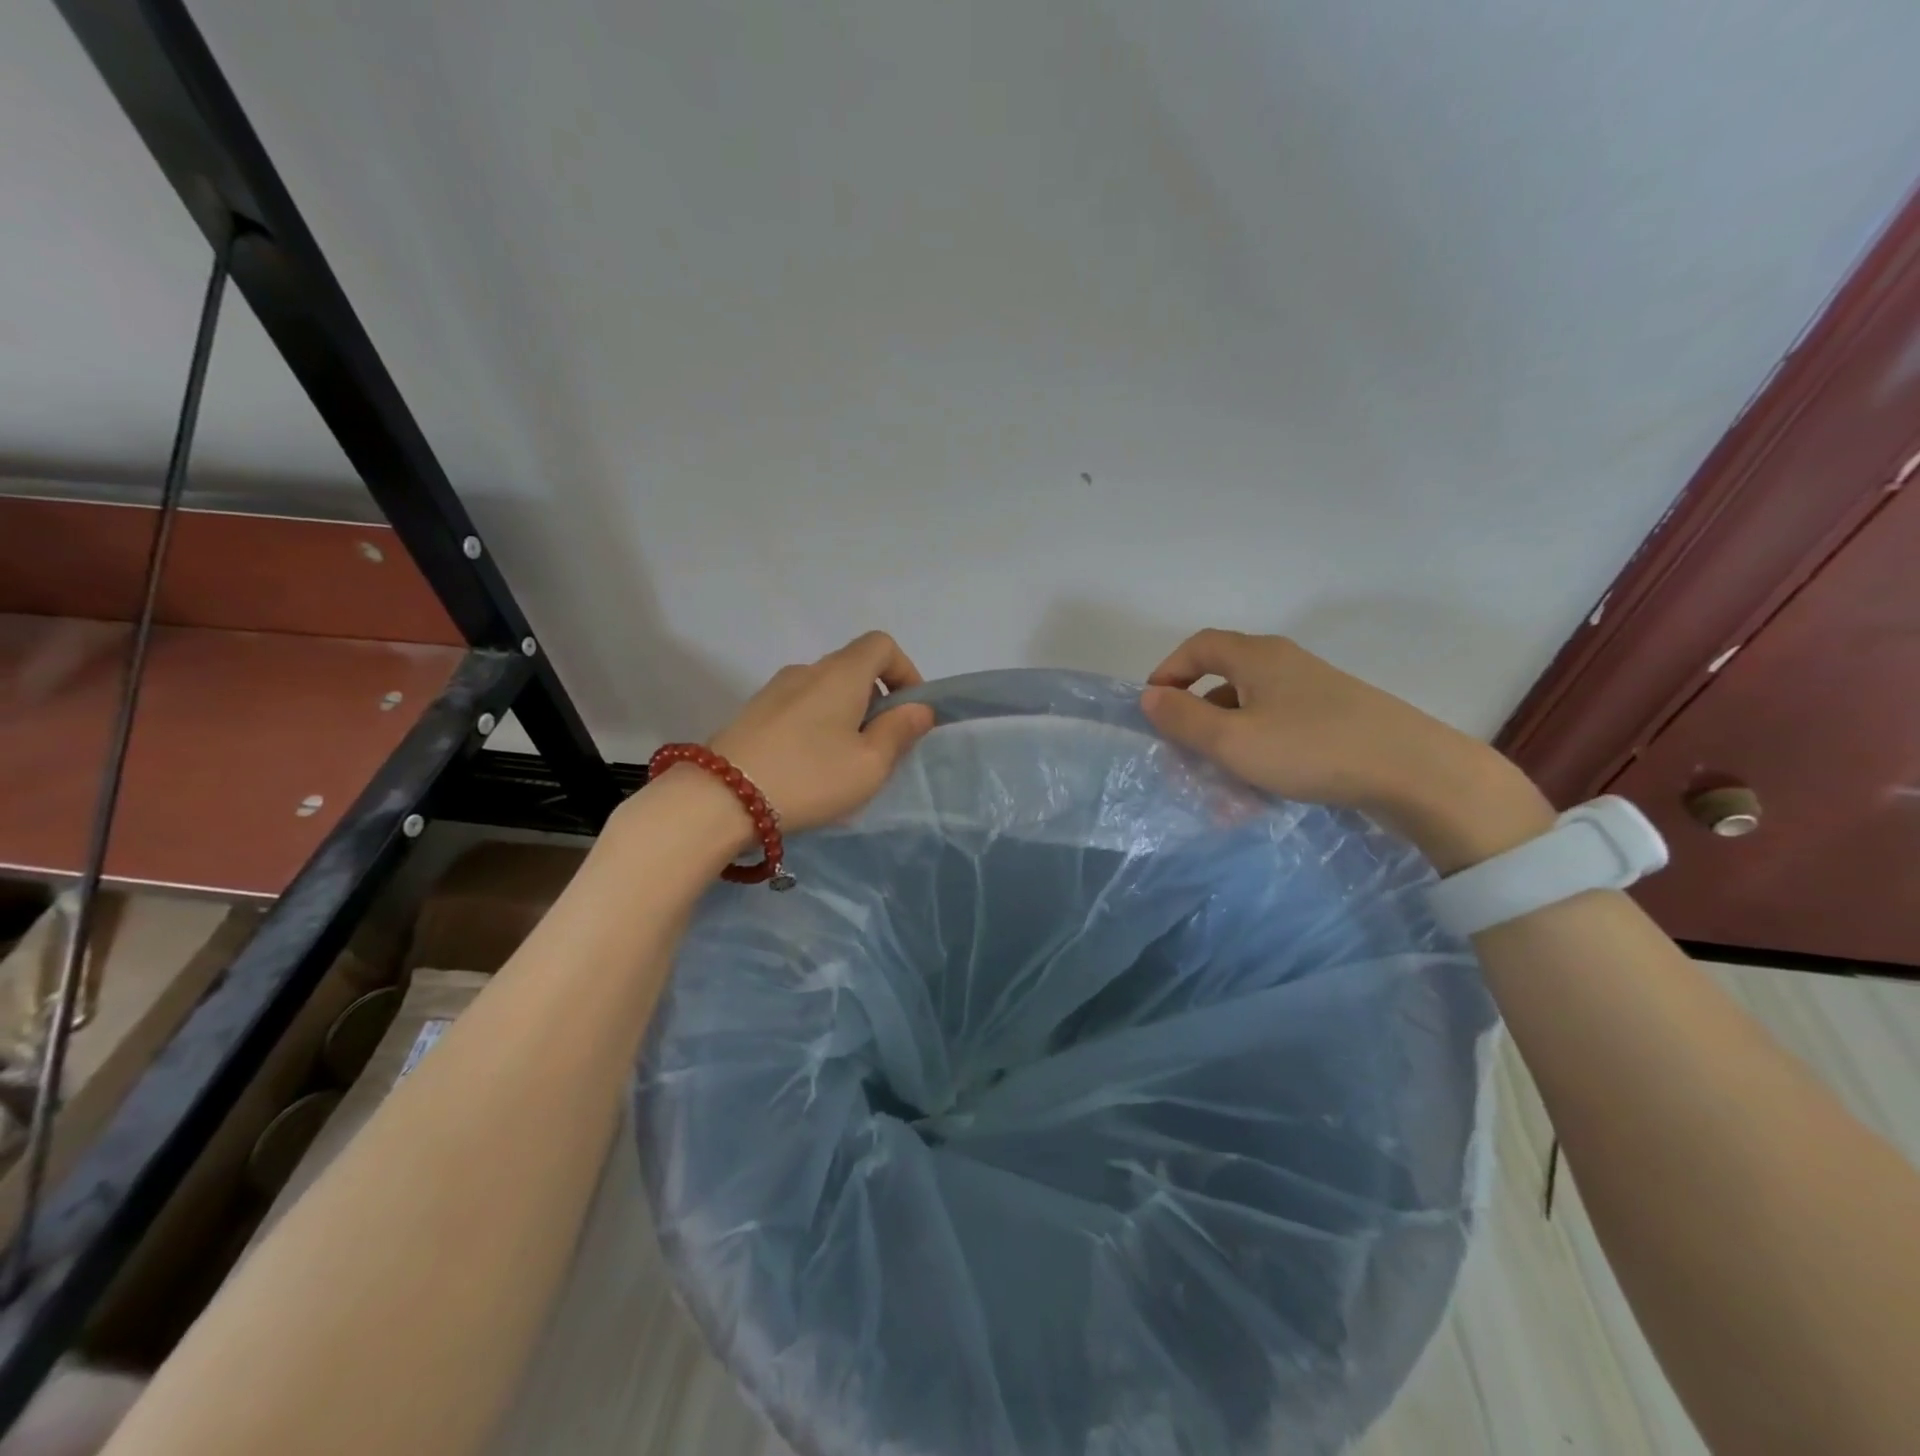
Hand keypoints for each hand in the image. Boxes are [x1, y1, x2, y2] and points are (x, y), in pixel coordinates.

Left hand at [707, 631, 935, 832]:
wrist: (720, 798)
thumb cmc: (809, 777)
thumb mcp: (869, 764)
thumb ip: (899, 732)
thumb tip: (919, 708)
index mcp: (841, 674)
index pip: (881, 645)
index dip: (905, 670)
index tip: (910, 711)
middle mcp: (807, 671)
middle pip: (853, 667)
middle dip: (877, 699)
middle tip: (881, 746)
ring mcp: (774, 690)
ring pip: (825, 689)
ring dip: (846, 714)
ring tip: (844, 761)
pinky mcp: (752, 713)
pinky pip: (799, 707)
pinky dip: (817, 724)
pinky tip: (809, 766)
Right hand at [1141, 629, 1552, 870]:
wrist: (1413, 771)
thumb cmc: (1310, 749)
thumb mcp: (1233, 741)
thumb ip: (1184, 719)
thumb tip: (1148, 696)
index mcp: (1257, 657)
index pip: (1198, 646)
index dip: (1168, 671)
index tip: (1152, 707)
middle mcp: (1284, 663)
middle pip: (1223, 679)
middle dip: (1195, 715)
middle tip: (1181, 752)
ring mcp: (1313, 690)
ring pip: (1251, 709)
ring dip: (1226, 741)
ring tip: (1216, 783)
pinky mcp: (1334, 717)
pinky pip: (1278, 727)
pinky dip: (1257, 750)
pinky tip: (1258, 788)